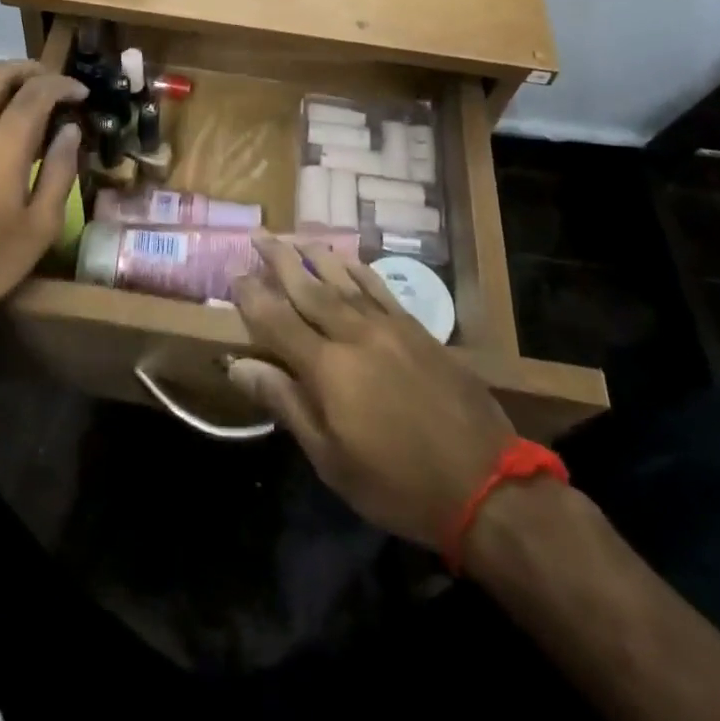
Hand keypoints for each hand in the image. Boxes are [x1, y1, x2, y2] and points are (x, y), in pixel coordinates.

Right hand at [228, 239, 514, 551]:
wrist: (485, 484)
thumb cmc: (397, 483)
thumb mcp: (331, 458)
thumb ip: (285, 403)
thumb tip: (238, 365)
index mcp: (327, 368)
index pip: (277, 320)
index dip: (252, 296)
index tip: (234, 274)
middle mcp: (354, 334)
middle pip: (308, 288)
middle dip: (279, 260)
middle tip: (258, 236)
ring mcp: (389, 327)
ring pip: (343, 280)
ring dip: (315, 255)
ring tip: (294, 236)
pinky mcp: (417, 329)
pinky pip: (380, 288)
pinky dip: (358, 270)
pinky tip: (346, 259)